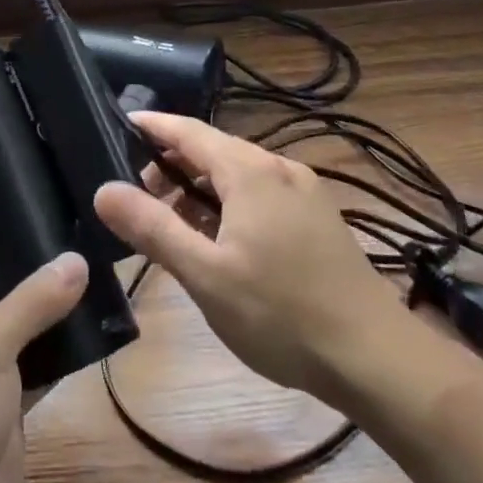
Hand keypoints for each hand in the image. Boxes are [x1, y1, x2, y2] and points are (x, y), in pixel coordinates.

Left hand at [0, 207, 86, 482]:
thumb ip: (32, 302)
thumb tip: (77, 262)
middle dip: (4, 244)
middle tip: (51, 213)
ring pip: (8, 315)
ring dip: (37, 294)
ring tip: (80, 257)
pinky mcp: (2, 399)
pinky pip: (32, 359)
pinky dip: (56, 344)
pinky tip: (92, 323)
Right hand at [94, 112, 407, 398]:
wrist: (377, 359)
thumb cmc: (282, 314)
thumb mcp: (206, 275)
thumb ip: (153, 228)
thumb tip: (104, 189)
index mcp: (250, 171)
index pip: (188, 131)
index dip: (152, 125)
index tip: (119, 122)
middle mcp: (278, 168)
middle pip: (213, 150)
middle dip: (171, 165)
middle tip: (137, 197)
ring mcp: (304, 193)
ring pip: (238, 174)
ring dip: (200, 189)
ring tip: (172, 224)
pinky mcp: (318, 218)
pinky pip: (261, 194)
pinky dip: (228, 204)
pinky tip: (219, 240)